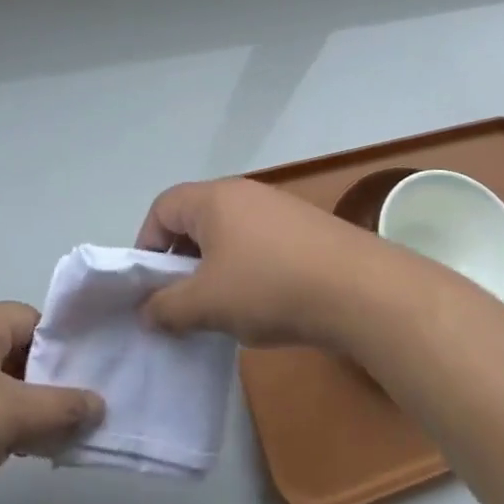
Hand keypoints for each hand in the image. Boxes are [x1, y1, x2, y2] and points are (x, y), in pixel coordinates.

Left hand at [0, 303, 102, 503]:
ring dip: (10, 409)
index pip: (36, 322)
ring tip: (30, 444)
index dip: (63, 350)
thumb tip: (99, 403)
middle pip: (13, 351)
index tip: (82, 385)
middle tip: (63, 419)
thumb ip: (60, 408)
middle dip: (39, 385)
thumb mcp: (10, 418)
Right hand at [135, 178, 388, 348]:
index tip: (148, 287)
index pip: (162, 208)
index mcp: (214, 198)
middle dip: (180, 261)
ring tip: (220, 309)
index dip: (146, 245)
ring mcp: (278, 208)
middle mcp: (244, 193)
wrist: (357, 288)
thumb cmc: (269, 287)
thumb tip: (146, 310)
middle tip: (180, 302)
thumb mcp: (206, 303)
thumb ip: (166, 307)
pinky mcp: (303, 228)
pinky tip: (260, 304)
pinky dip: (246, 270)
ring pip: (228, 234)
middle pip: (195, 219)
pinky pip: (258, 244)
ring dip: (214, 269)